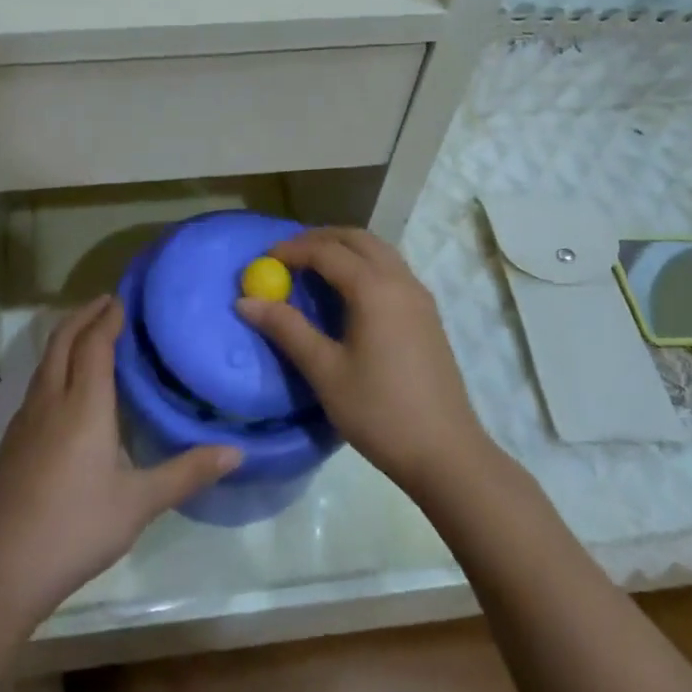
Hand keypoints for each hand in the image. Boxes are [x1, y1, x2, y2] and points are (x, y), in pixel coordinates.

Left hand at [0, 295, 240, 627]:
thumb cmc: (75, 528)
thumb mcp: (139, 504)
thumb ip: (187, 473)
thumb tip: (236, 451)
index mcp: (84, 405)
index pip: (95, 344)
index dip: (108, 318)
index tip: (123, 299)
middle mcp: (51, 401)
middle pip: (63, 340)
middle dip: (83, 315)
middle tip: (106, 302)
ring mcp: (24, 421)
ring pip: (45, 362)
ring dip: (66, 338)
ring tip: (88, 335)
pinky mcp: (10, 442)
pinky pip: (36, 385)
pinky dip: (54, 366)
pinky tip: (65, 389)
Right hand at [239, 228, 486, 492]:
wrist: (446, 453)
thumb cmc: (379, 411)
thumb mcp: (325, 371)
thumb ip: (287, 329)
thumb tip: (245, 302)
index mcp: (374, 289)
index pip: (327, 251)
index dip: (293, 249)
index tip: (264, 258)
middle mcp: (400, 281)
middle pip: (357, 239)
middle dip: (320, 239)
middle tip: (288, 254)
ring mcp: (419, 296)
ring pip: (379, 251)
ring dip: (345, 248)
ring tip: (314, 267)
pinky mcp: (428, 314)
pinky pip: (392, 269)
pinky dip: (365, 264)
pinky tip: (349, 292)